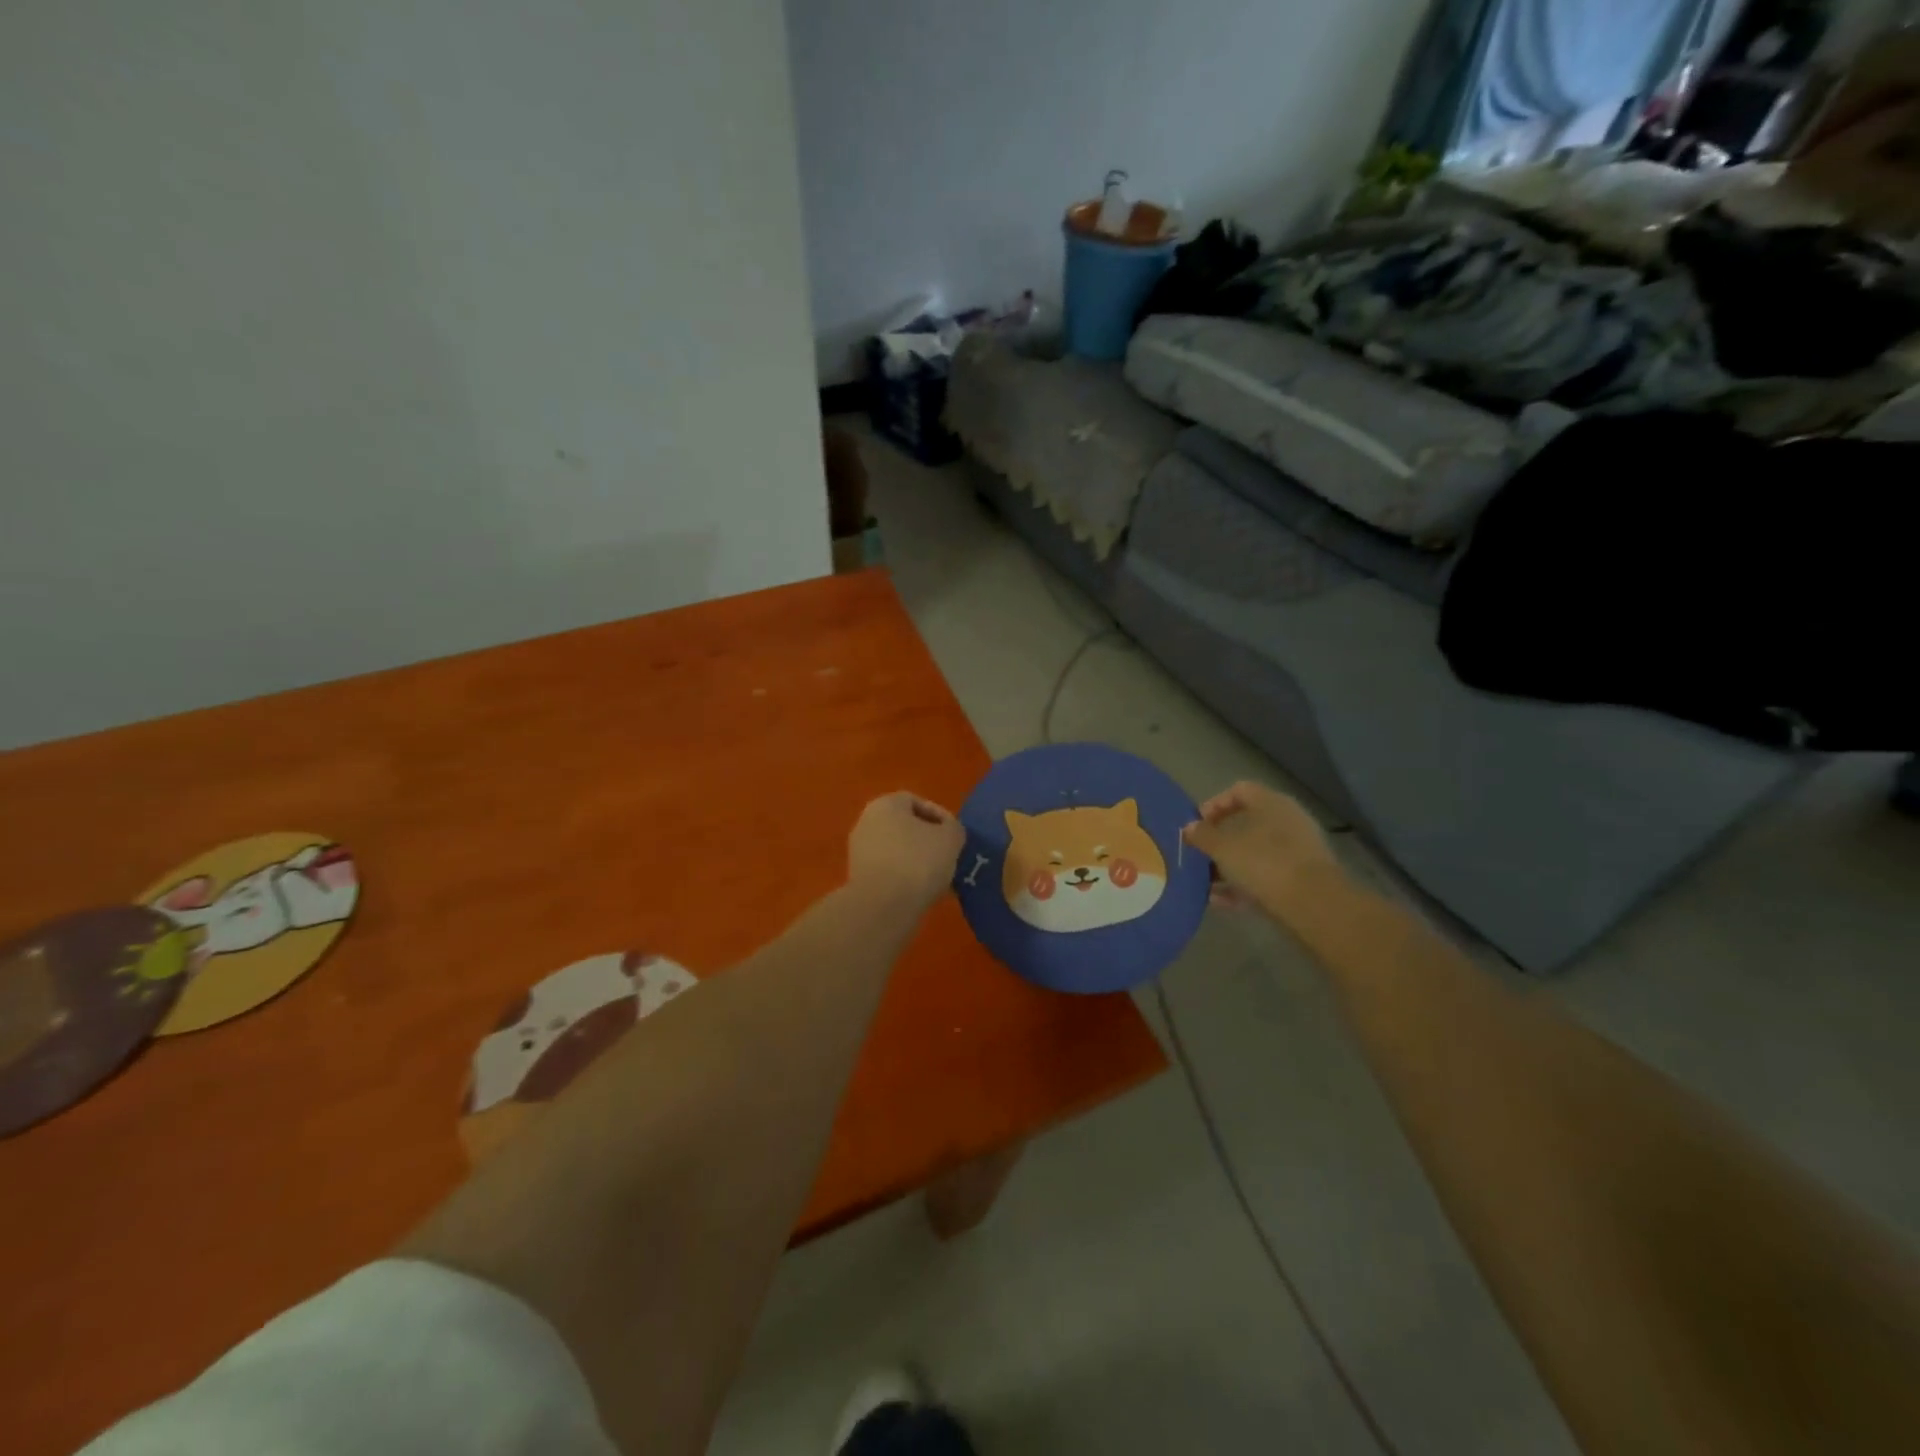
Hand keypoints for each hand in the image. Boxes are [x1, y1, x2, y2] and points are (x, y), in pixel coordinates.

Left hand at [847, 792, 965, 914]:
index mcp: (884, 805)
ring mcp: (859, 851)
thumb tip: (947, 832)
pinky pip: (889, 871)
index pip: (915, 801)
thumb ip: (953, 828)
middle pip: (904, 826)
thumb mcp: (951, 838)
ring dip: (917, 861)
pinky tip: (922, 892)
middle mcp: (866, 822)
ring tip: (939, 878)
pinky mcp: (858, 878)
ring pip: (897, 850)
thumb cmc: (918, 861)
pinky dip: (905, 878)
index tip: (953, 835)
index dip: (939, 816)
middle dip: (927, 840)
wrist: (884, 907)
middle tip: (948, 856)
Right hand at [1182, 781, 1343, 917]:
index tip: (1196, 824)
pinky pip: (1264, 877)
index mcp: (1272, 803)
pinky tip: (1219, 901)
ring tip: (1204, 880)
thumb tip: (1189, 828)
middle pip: (1247, 823)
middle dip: (1219, 839)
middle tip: (1199, 853)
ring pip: (1255, 853)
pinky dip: (1242, 886)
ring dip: (1228, 865)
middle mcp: (1288, 821)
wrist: (1314, 906)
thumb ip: (1203, 836)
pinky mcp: (1301, 880)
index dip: (1214, 804)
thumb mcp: (1223, 848)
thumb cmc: (1264, 864)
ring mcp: (1297, 851)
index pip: (1239, 790)